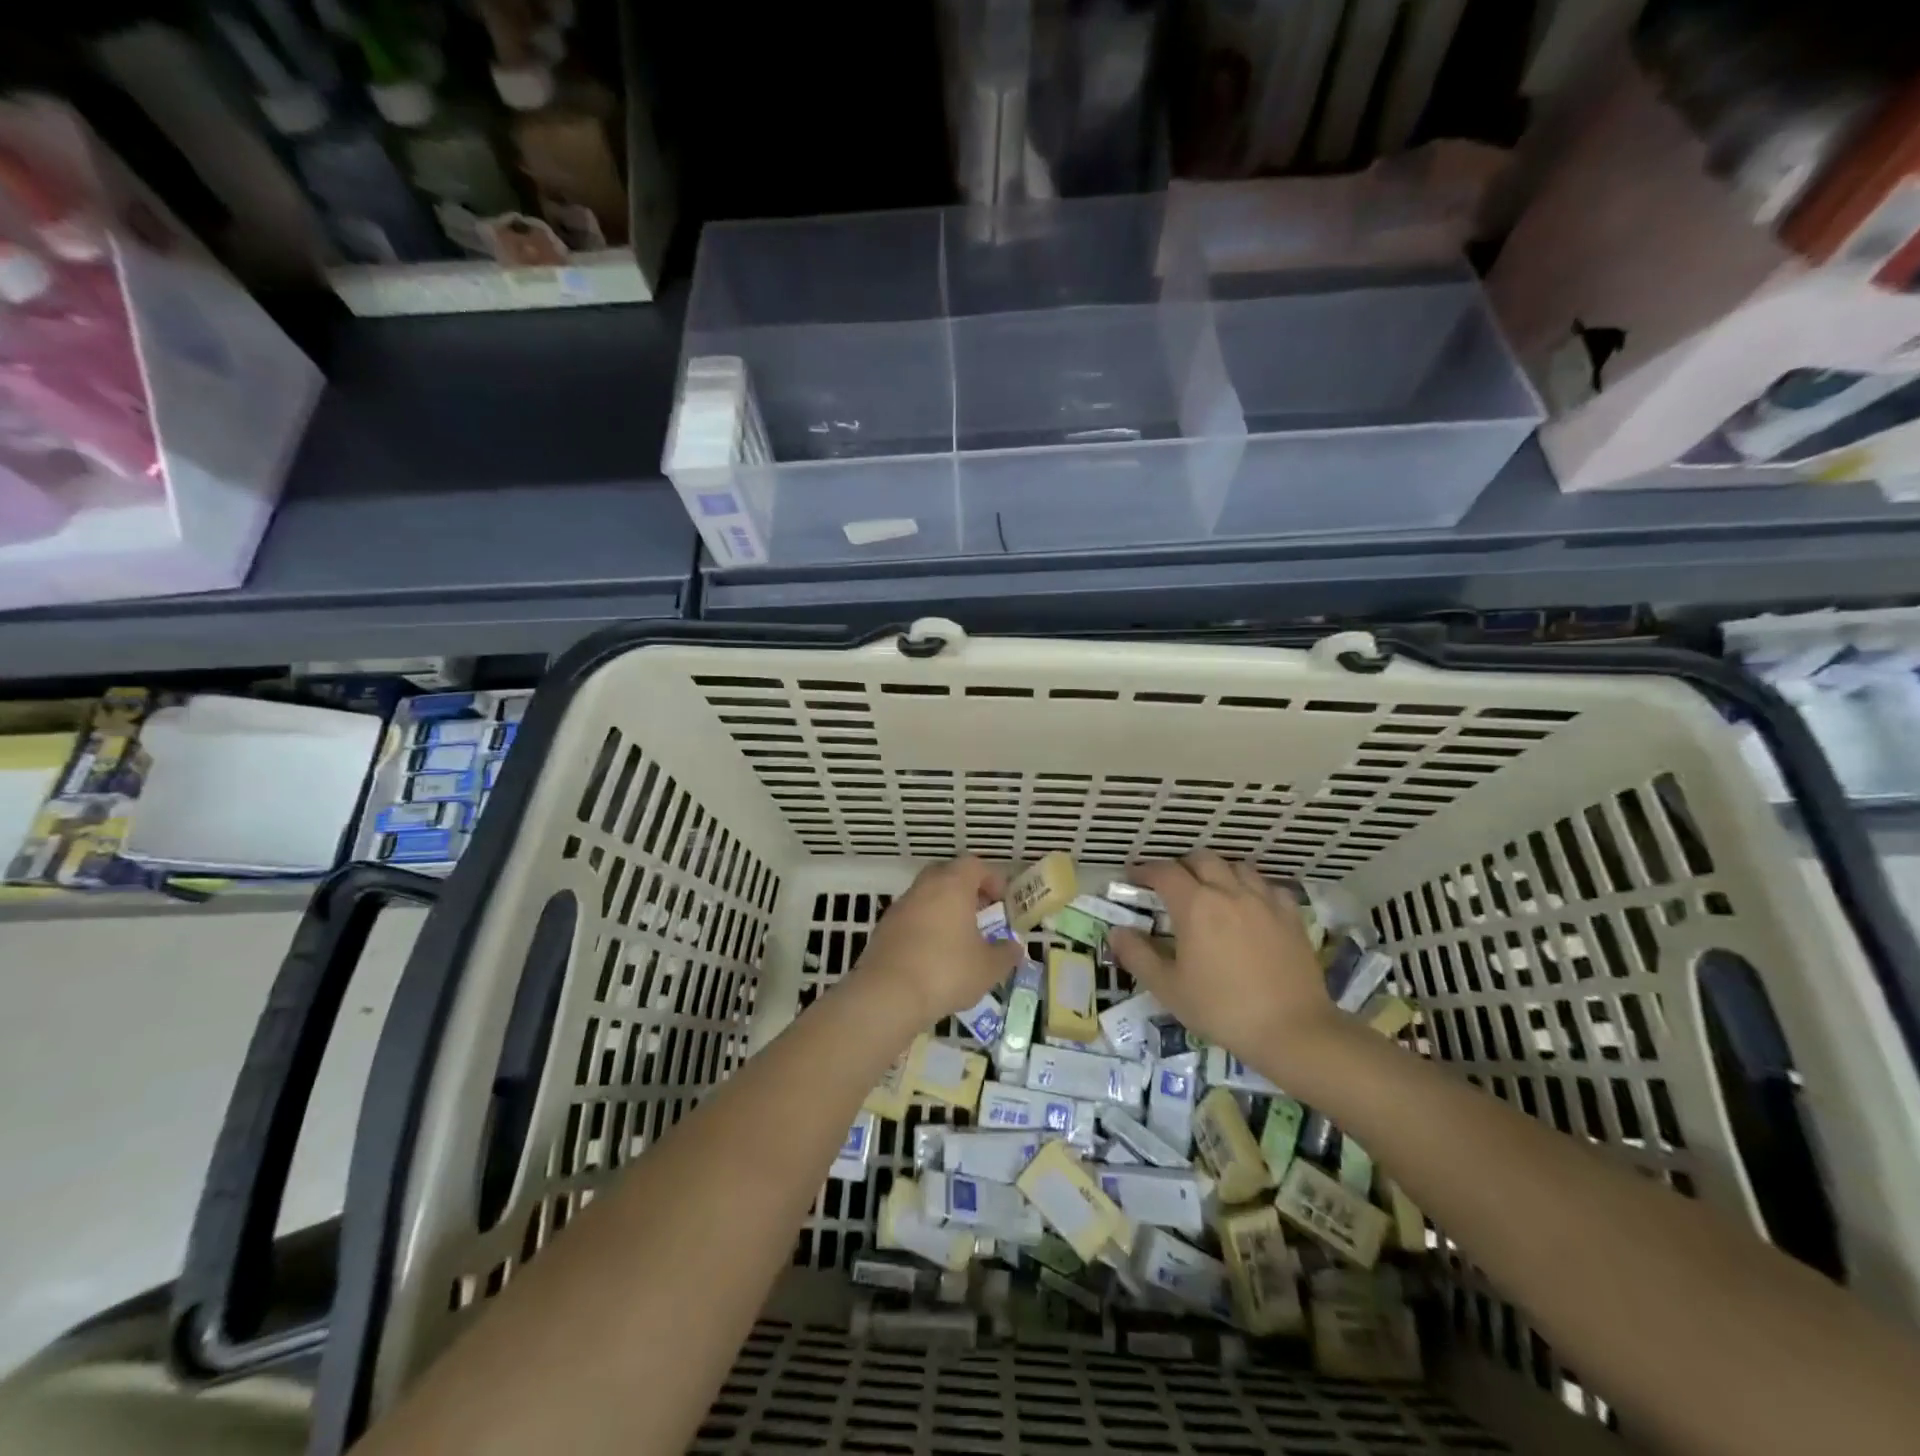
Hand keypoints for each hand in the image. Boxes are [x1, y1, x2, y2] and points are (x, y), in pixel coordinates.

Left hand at [855, 856, 1023, 1026]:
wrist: (888, 995)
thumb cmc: (946, 971)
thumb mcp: (988, 968)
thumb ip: (1005, 954)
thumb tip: (1014, 947)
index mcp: (952, 886)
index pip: (974, 865)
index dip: (991, 878)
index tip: (1002, 900)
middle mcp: (924, 888)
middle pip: (946, 874)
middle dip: (965, 889)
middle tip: (980, 912)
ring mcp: (899, 907)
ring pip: (926, 896)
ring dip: (943, 908)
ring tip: (958, 937)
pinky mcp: (883, 929)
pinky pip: (910, 917)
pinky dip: (924, 926)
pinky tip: (933, 954)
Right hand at [1108, 852, 1337, 1073]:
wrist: (1291, 1030)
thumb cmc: (1221, 1009)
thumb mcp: (1168, 988)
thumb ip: (1137, 955)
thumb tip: (1117, 931)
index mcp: (1194, 905)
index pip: (1164, 872)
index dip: (1145, 870)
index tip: (1134, 877)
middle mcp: (1228, 891)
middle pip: (1201, 858)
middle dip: (1182, 866)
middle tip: (1172, 885)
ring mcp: (1263, 900)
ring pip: (1237, 866)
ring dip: (1218, 871)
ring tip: (1211, 891)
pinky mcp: (1290, 915)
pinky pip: (1268, 886)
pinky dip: (1252, 888)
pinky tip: (1250, 906)